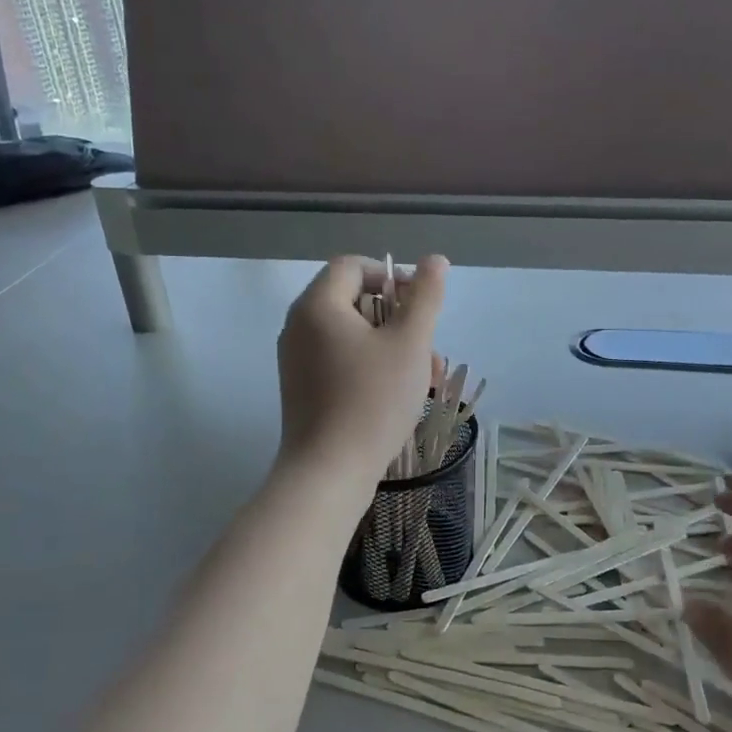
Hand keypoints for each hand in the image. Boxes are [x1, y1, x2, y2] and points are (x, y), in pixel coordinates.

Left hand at [276, 255, 447, 489]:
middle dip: (400, 322)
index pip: (353, 266)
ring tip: (427, 381)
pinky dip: (371, 368)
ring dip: (393, 348)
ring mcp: (297, 359)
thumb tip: (434, 260)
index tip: (421, 307)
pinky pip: (340, 361)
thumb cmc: (373, 401)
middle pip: (356, 302)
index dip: (392, 277)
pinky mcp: (302, 388)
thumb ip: (425, 297)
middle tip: (430, 353)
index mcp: (318, 305)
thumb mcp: (410, 343)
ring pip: (353, 336)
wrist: (329, 471)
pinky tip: (400, 397)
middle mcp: (299, 326)